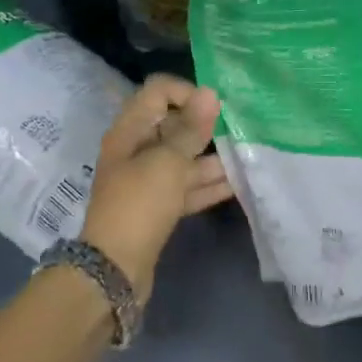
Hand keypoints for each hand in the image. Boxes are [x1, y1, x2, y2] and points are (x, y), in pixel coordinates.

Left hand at [81, 73, 232, 303]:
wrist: (115, 269)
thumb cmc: (140, 204)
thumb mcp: (168, 162)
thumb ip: (191, 129)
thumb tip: (210, 92)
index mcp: (130, 131)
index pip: (158, 92)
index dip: (187, 93)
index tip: (215, 110)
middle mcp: (137, 150)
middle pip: (174, 126)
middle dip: (205, 127)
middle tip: (239, 131)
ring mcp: (148, 180)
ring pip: (184, 159)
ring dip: (213, 158)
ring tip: (246, 157)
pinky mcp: (159, 207)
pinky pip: (186, 187)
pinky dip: (209, 185)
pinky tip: (239, 184)